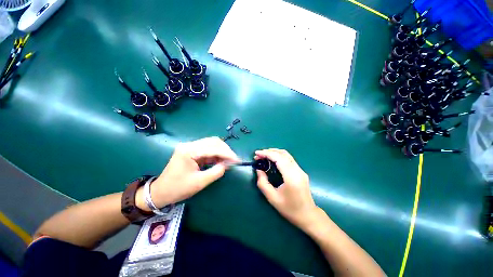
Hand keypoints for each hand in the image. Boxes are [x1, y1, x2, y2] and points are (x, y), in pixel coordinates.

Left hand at [137, 137, 238, 209]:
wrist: (161, 192)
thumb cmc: (178, 189)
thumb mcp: (199, 182)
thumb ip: (216, 172)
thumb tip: (228, 164)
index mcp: (189, 151)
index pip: (213, 148)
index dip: (227, 153)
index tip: (237, 160)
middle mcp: (190, 145)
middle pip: (213, 141)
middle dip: (226, 150)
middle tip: (234, 160)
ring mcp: (191, 147)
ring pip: (212, 144)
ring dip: (222, 151)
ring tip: (229, 160)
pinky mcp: (192, 151)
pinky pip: (208, 149)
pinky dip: (217, 154)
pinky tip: (221, 160)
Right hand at [255, 149, 318, 230]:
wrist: (308, 215)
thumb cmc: (289, 209)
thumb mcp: (272, 198)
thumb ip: (263, 183)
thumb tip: (259, 170)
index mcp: (291, 177)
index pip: (279, 158)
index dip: (267, 153)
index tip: (256, 153)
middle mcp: (298, 170)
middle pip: (283, 154)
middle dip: (269, 152)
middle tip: (258, 155)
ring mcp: (301, 170)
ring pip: (287, 155)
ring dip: (274, 152)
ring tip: (264, 155)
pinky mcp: (301, 171)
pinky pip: (289, 159)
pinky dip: (279, 156)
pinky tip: (272, 160)